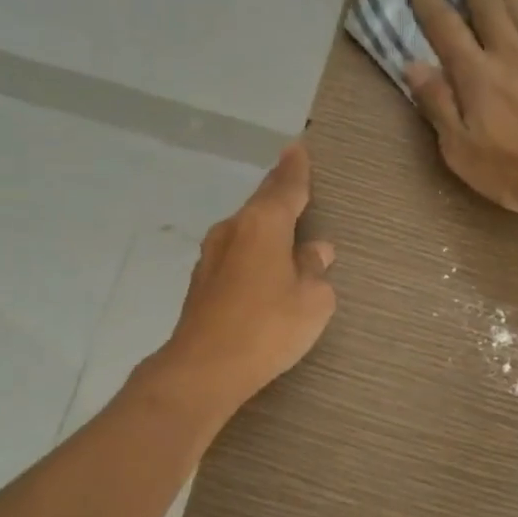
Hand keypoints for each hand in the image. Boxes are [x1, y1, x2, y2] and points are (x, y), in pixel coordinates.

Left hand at [150, 142, 336, 414]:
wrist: (204, 368)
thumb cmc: (267, 327)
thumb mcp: (312, 300)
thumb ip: (315, 269)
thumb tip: (316, 251)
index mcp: (263, 224)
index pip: (286, 186)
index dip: (295, 169)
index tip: (298, 148)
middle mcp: (233, 229)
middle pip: (261, 203)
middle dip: (279, 193)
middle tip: (296, 182)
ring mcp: (212, 255)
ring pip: (246, 229)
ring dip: (265, 227)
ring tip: (286, 230)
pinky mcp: (202, 282)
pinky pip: (236, 254)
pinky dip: (252, 253)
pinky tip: (263, 268)